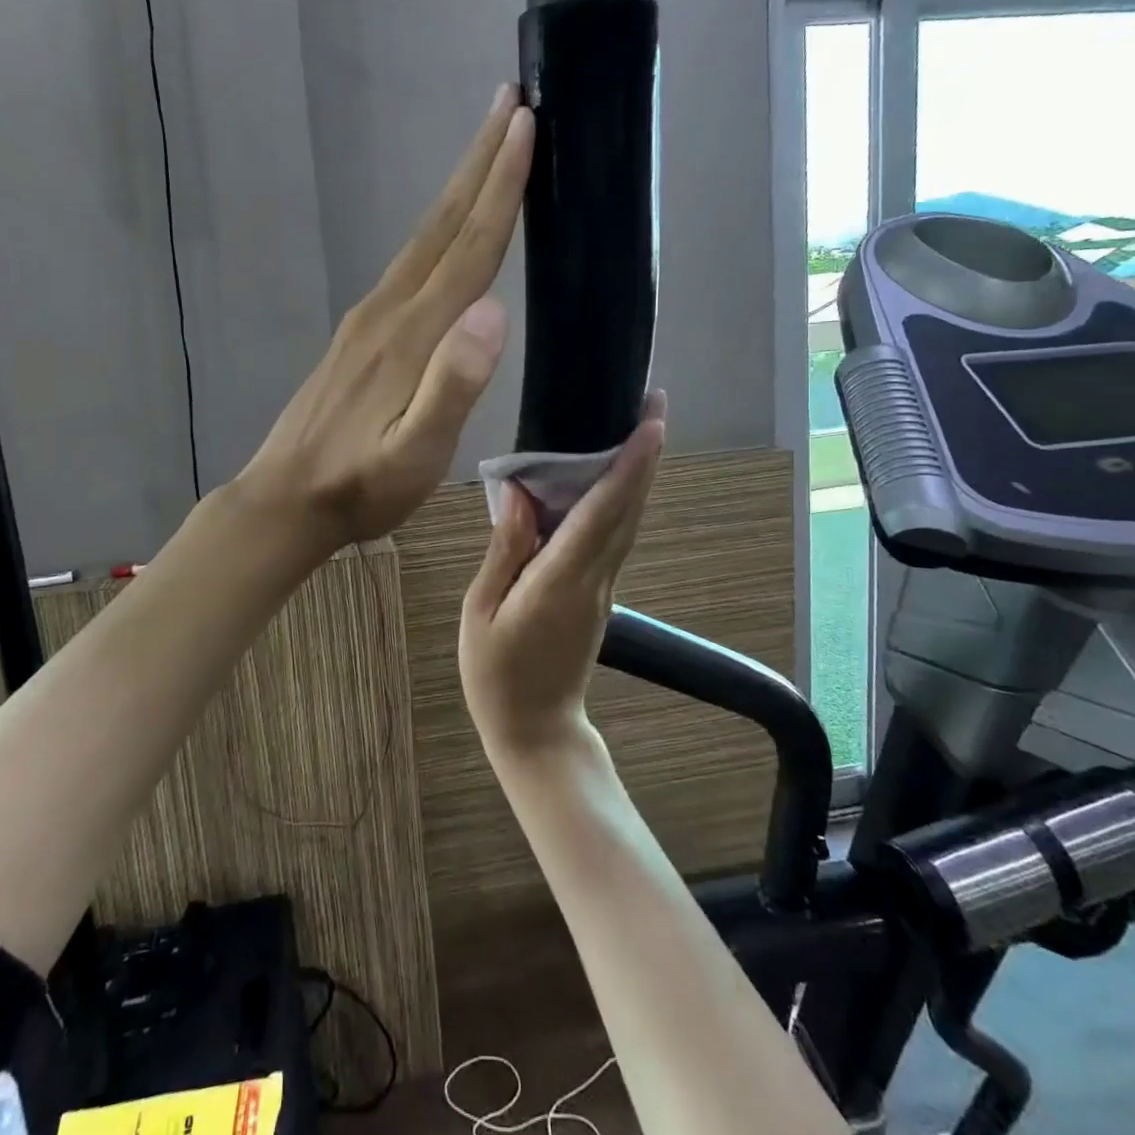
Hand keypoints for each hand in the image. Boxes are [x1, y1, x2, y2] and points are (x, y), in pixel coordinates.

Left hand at [237, 87, 533, 555]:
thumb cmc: (359, 487)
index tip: (527, 125)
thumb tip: (495, 310)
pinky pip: (408, 263)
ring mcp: (369, 318)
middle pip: (443, 223)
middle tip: (512, 101)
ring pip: (423, 238)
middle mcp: (390, 310)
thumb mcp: (414, 454)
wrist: (286, 498)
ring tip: (488, 147)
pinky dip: (437, 230)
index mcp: (412, 334)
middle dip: (481, 161)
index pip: (468, 247)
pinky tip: (445, 234)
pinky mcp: (359, 333)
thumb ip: (453, 385)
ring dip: (459, 188)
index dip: (501, 187)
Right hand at [459, 393, 666, 752]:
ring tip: (639, 427)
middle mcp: (595, 578)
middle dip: (647, 455)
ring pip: (628, 522)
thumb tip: (522, 495)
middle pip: (628, 509)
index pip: (604, 512)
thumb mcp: (481, 611)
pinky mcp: (600, 594)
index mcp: (562, 580)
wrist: (535, 731)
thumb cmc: (496, 674)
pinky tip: (612, 479)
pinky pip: (615, 537)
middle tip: (653, 403)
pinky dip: (621, 500)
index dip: (631, 465)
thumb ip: (505, 550)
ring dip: (640, 473)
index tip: (651, 422)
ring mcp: (604, 587)